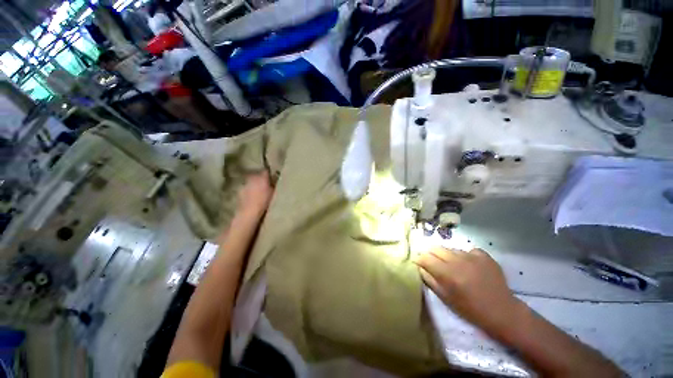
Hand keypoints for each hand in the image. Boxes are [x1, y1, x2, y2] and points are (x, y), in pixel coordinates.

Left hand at [237, 171, 273, 218]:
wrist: (249, 212)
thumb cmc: (264, 202)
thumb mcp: (273, 192)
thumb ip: (273, 184)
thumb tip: (275, 178)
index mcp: (262, 177)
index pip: (266, 171)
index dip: (269, 173)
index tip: (272, 176)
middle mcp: (252, 177)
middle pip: (257, 174)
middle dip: (261, 178)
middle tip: (266, 183)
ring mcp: (245, 183)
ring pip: (251, 180)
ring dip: (255, 183)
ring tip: (258, 189)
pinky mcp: (240, 190)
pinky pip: (247, 187)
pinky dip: (249, 189)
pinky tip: (252, 195)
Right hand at [415, 248, 521, 335]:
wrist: (502, 311)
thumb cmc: (471, 309)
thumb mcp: (446, 298)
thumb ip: (429, 280)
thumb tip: (419, 267)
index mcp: (447, 273)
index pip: (425, 257)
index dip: (419, 259)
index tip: (419, 263)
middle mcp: (458, 261)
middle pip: (436, 248)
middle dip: (431, 254)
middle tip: (434, 264)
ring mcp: (472, 256)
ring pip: (450, 249)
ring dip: (447, 256)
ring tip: (453, 266)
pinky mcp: (484, 255)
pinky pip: (467, 250)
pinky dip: (464, 256)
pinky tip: (469, 265)